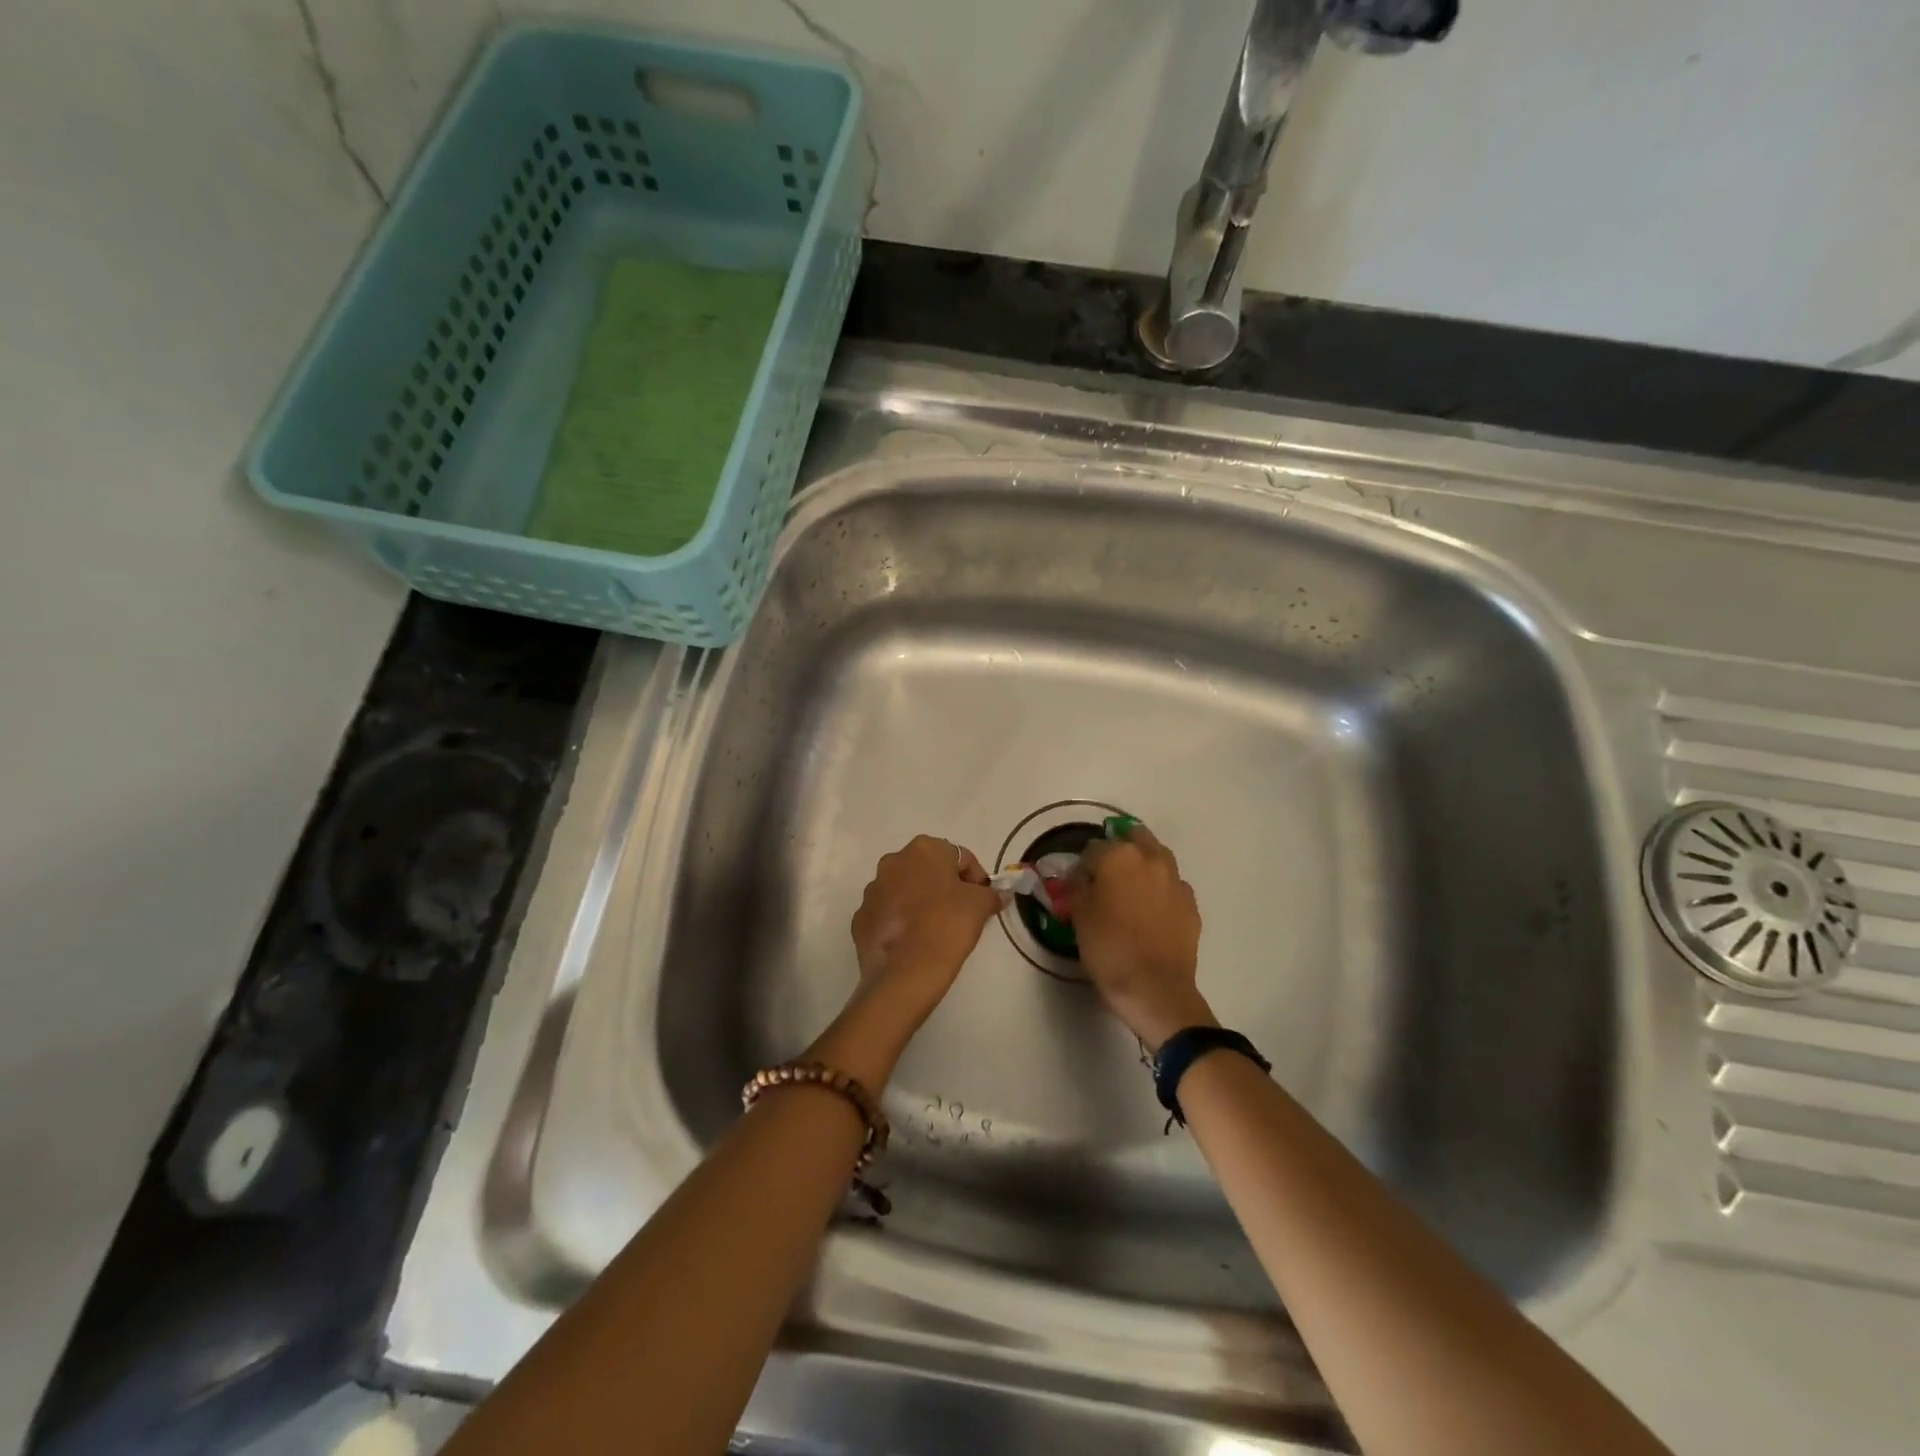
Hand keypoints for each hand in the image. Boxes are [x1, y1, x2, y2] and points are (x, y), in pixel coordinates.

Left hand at [847, 834, 1001, 1033]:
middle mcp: (893, 861)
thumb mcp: (980, 906)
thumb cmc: (947, 926)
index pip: (960, 857)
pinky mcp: (861, 917)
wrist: (904, 974)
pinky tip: (913, 941)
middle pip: (929, 870)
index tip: (983, 901)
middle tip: (960, 913)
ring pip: (905, 889)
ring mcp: (872, 890)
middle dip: (945, 886)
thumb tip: (997, 894)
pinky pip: (888, 913)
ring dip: (920, 902)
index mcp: (924, 850)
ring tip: (934, 929)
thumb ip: (991, 894)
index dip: (976, 879)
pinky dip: (901, 921)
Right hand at [1069, 825, 1213, 1050]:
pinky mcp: (1191, 904)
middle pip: (1133, 838)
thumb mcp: (1080, 916)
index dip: (1082, 865)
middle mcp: (1151, 859)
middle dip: (1119, 850)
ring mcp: (1176, 880)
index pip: (1093, 848)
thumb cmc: (1109, 948)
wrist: (1155, 988)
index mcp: (1119, 856)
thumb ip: (1077, 888)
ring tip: (1131, 889)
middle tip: (1107, 875)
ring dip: (1143, 865)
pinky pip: (1172, 886)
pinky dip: (1161, 890)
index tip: (1077, 883)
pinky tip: (1152, 911)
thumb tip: (1078, 876)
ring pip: (1157, 858)